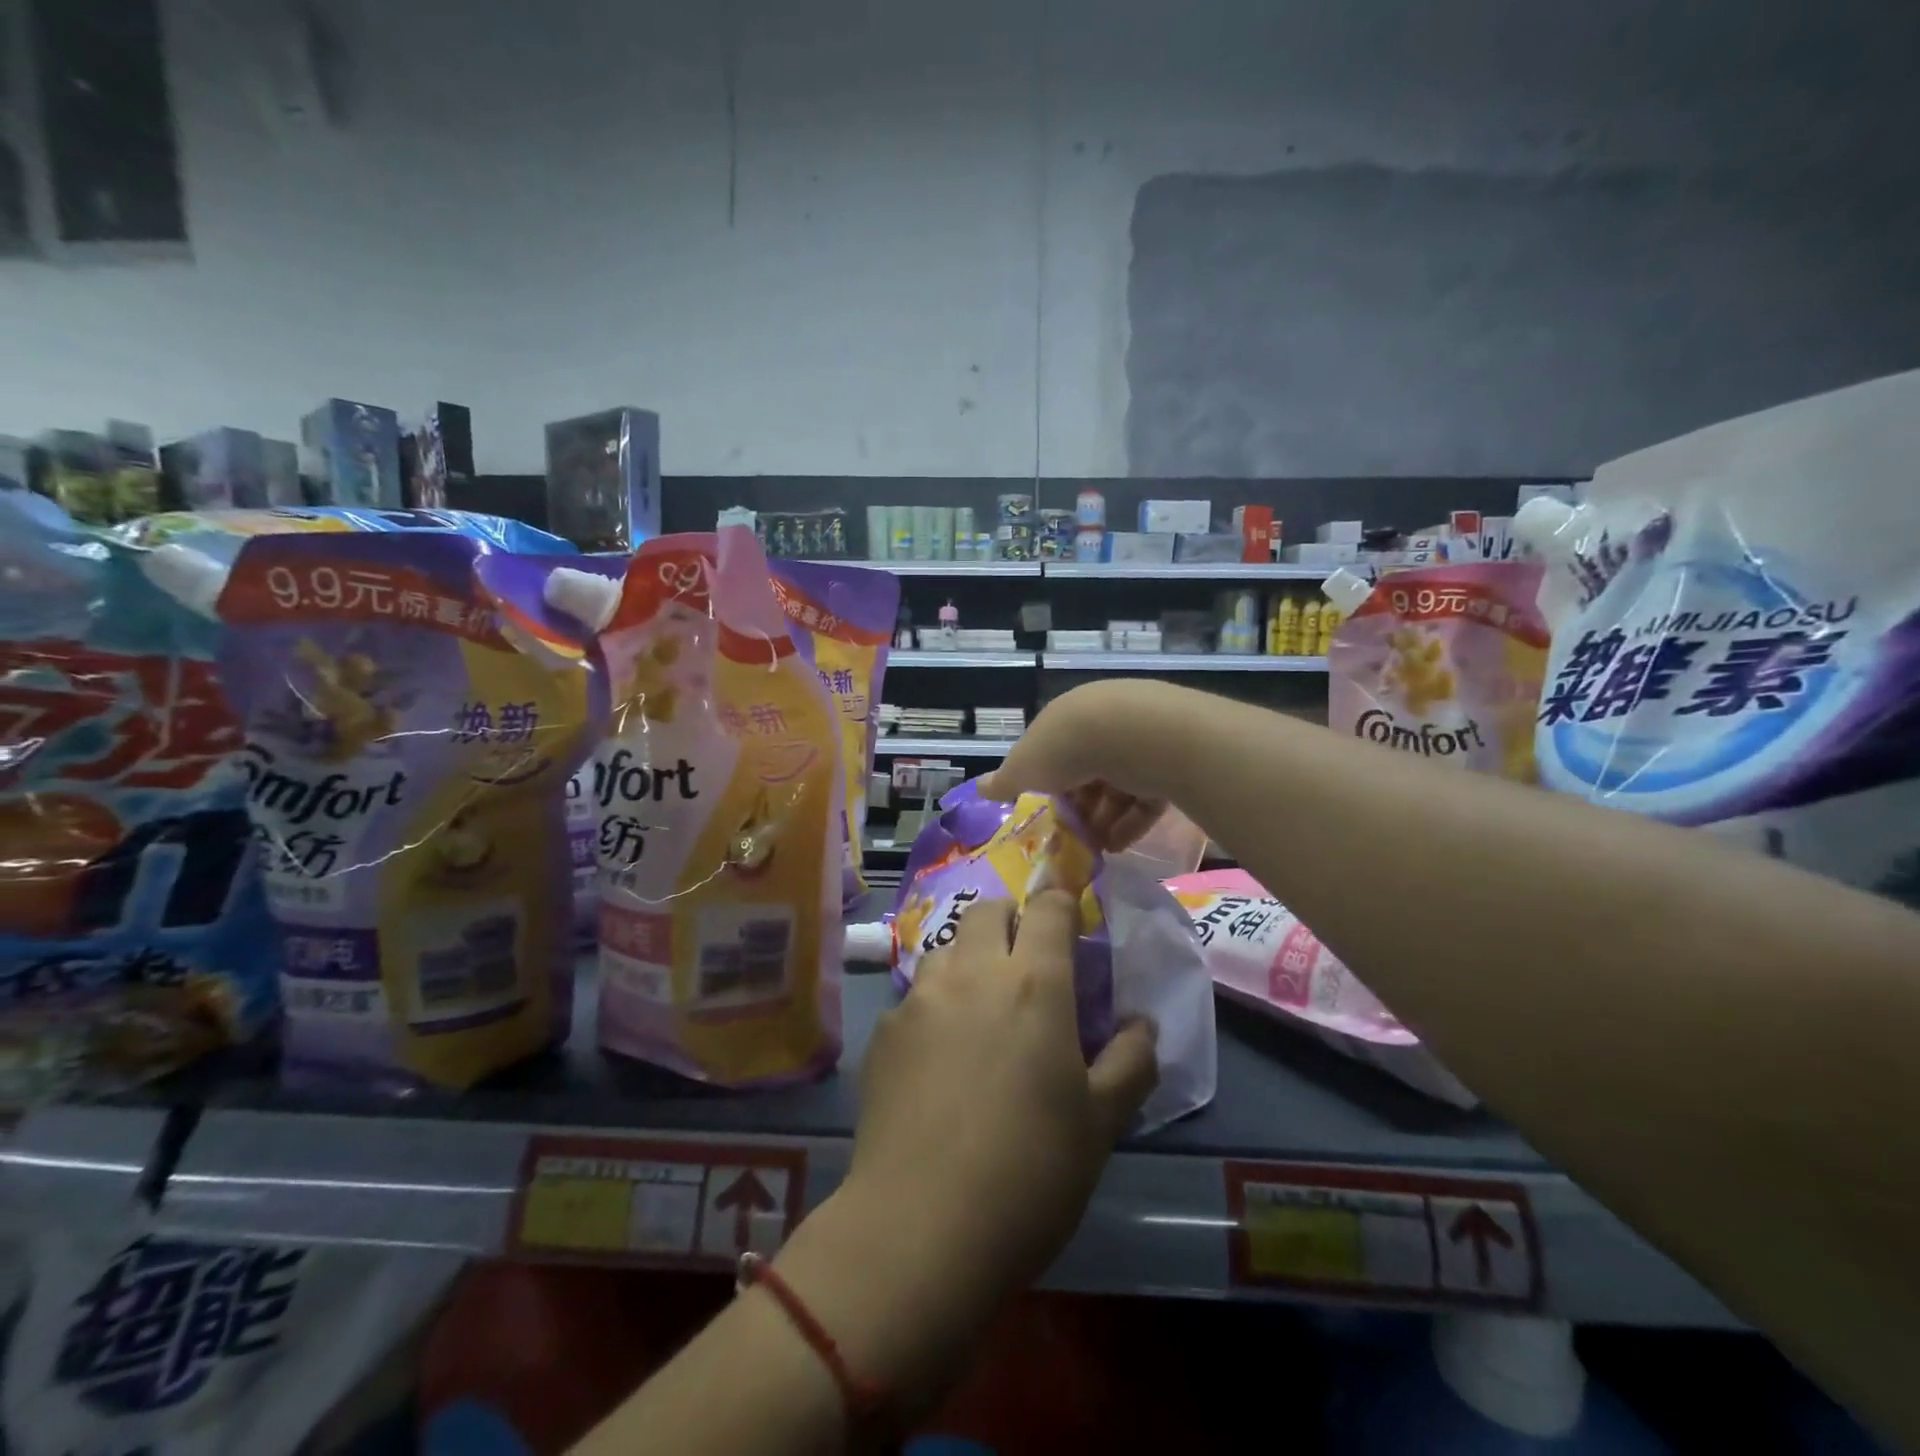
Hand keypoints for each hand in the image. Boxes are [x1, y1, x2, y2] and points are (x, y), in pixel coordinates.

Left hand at [849, 890, 1157, 1294]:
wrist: (919, 1228)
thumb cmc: (1029, 1173)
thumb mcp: (1101, 1124)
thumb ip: (1131, 1062)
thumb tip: (1141, 1024)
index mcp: (1033, 984)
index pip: (1048, 908)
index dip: (1062, 905)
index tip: (1070, 927)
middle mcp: (972, 973)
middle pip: (988, 910)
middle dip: (1011, 921)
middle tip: (1026, 965)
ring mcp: (919, 999)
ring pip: (947, 948)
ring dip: (969, 959)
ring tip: (980, 1008)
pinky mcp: (883, 1032)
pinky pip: (915, 996)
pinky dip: (935, 1005)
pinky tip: (938, 1057)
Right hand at [977, 682, 1168, 851]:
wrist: (1132, 735)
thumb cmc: (1065, 748)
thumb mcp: (1024, 768)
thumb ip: (1004, 782)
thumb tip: (978, 789)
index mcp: (1065, 720)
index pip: (1052, 754)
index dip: (1045, 787)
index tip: (1044, 818)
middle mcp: (1101, 724)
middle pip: (1086, 772)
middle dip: (1077, 808)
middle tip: (1070, 840)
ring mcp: (1137, 742)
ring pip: (1116, 786)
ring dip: (1103, 820)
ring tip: (1094, 851)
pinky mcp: (1166, 762)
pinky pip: (1145, 797)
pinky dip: (1130, 822)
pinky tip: (1118, 846)